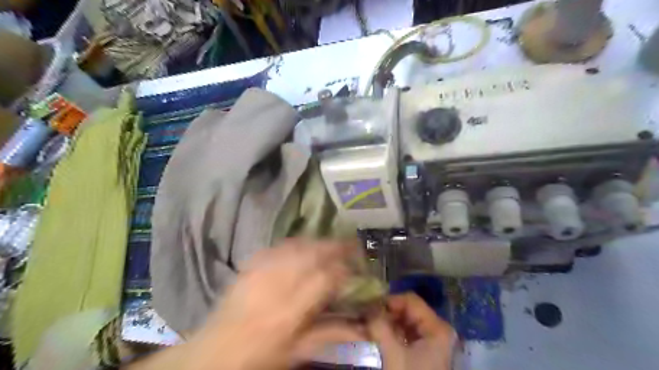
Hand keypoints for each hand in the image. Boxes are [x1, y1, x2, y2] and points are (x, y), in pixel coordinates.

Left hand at [184, 238, 365, 367]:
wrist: (214, 354)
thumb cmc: (259, 358)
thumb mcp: (297, 352)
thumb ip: (330, 335)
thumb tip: (361, 328)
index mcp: (290, 311)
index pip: (325, 278)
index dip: (344, 268)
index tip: (357, 267)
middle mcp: (277, 284)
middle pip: (311, 253)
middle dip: (335, 246)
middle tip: (350, 245)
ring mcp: (260, 271)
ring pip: (296, 245)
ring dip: (317, 242)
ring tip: (329, 244)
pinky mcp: (249, 266)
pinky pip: (277, 246)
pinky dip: (295, 243)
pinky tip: (301, 246)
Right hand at [369, 294, 456, 369]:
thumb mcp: (393, 354)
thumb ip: (379, 326)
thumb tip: (366, 307)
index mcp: (437, 327)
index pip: (410, 300)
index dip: (389, 301)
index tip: (369, 308)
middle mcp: (437, 329)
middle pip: (408, 310)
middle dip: (386, 313)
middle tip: (366, 319)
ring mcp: (431, 340)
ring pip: (405, 321)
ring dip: (387, 323)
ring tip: (370, 329)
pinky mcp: (424, 351)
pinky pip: (406, 333)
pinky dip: (392, 333)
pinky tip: (379, 339)